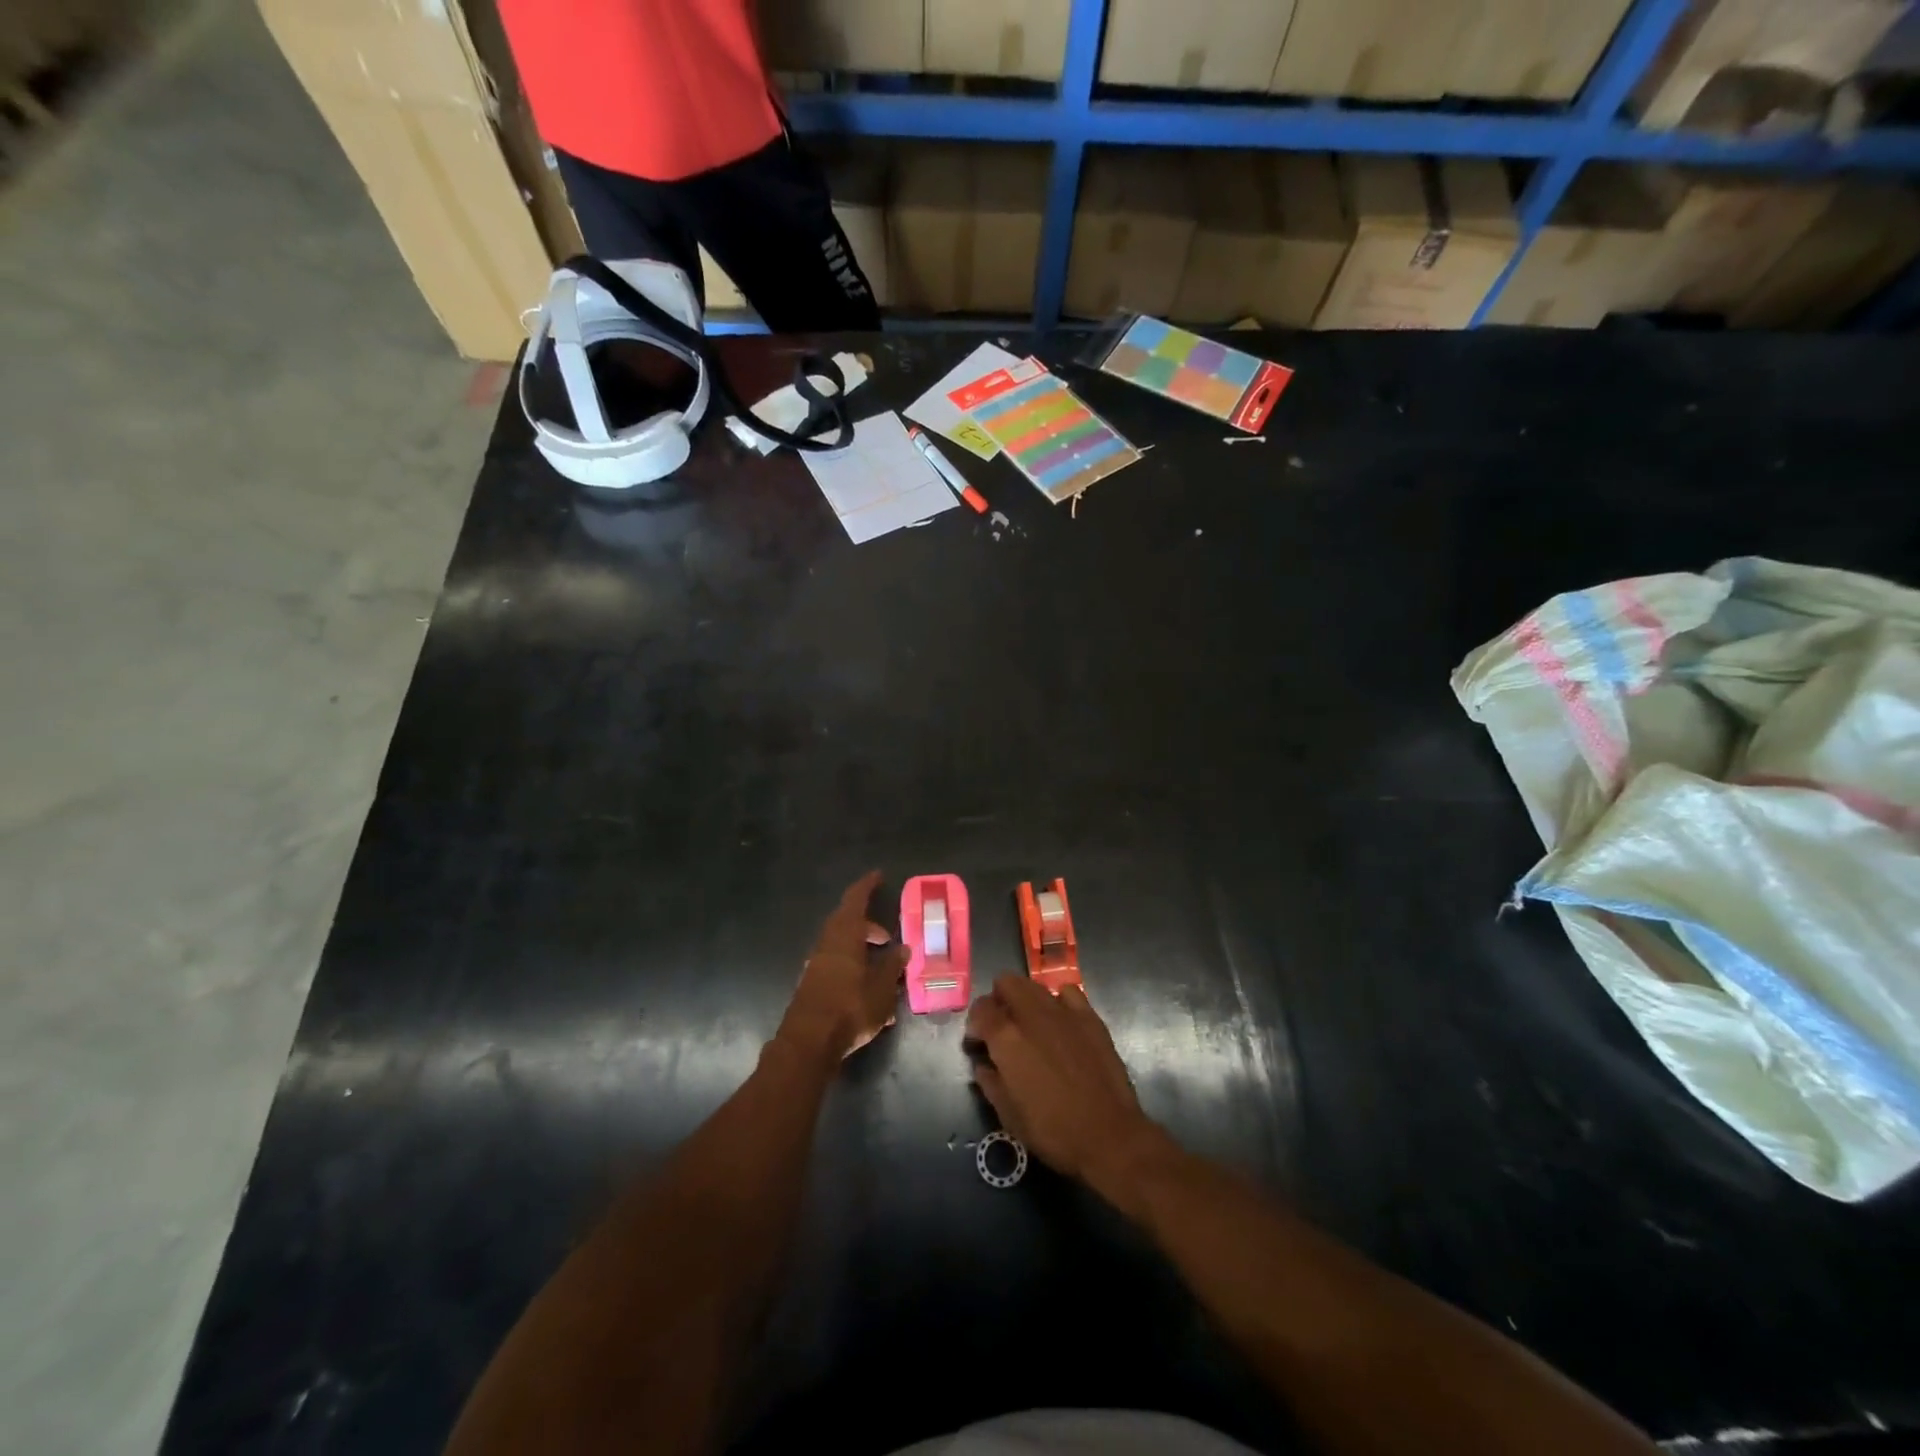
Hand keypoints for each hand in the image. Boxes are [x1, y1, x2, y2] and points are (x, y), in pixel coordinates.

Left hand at [780, 871, 904, 1062]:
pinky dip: (853, 969)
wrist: (809, 1043)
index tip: (878, 876)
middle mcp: (827, 944)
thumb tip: (903, 949)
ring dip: (861, 950)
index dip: (867, 886)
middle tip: (887, 937)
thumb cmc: (850, 1007)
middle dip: (868, 927)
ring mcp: (816, 965)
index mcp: (844, 935)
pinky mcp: (812, 985)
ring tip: (883, 969)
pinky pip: (836, 966)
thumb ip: (893, 965)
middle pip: (847, 923)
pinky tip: (869, 993)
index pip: (855, 900)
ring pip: (841, 946)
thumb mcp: (882, 987)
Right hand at [965, 975, 1163, 1187]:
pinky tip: (1061, 1023)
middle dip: (999, 999)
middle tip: (1002, 1027)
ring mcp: (1063, 1011)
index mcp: (1006, 1037)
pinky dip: (1058, 1002)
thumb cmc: (1053, 1130)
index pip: (981, 1008)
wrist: (1108, 1135)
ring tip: (1031, 1026)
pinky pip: (1067, 993)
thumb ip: (990, 1082)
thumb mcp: (1008, 1115)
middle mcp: (1032, 1014)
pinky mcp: (1089, 1016)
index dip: (975, 1023)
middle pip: (1007, 982)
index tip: (979, 1042)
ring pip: (1035, 985)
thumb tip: (983, 1065)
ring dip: (1026, 1000)